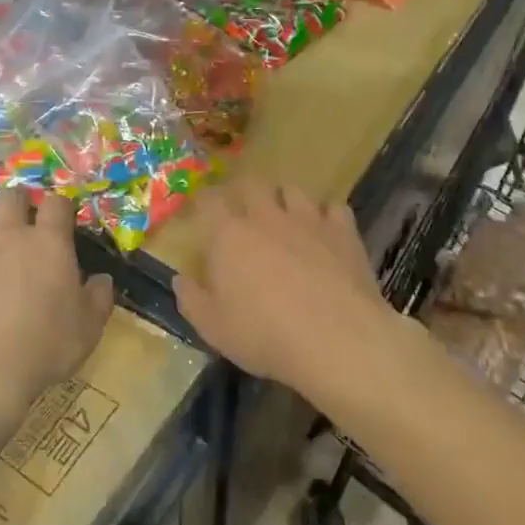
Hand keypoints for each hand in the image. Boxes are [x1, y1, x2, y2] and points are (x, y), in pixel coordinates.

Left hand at [0, 190, 115, 428]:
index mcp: (48, 243)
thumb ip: (98, 298)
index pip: (57, 204)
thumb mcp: (88, 329)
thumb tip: (102, 279)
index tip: (62, 216)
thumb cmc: (43, 349)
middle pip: (11, 196)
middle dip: (18, 200)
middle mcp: (7, 234)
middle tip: (21, 216)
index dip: (61, 206)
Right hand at [173, 181, 400, 397]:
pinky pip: (334, 208)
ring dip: (284, 199)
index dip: (203, 201)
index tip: (201, 210)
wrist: (337, 340)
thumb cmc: (265, 335)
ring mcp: (308, 220)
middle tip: (242, 210)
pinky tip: (325, 231)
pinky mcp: (344, 232)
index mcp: (228, 236)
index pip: (209, 201)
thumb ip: (191, 299)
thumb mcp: (213, 327)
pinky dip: (326, 215)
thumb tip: (180, 278)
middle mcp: (266, 217)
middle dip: (243, 192)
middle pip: (251, 184)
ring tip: (285, 216)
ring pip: (292, 190)